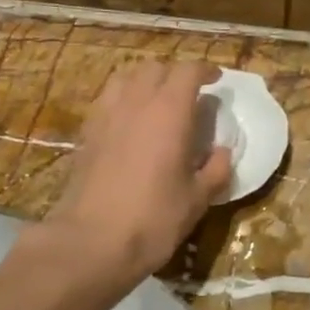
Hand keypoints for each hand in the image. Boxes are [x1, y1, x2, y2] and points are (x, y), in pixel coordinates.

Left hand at [46, 61, 232, 282]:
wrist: (92, 241)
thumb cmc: (153, 218)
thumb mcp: (198, 199)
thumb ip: (215, 169)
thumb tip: (223, 152)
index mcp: (170, 112)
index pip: (188, 71)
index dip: (205, 70)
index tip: (217, 80)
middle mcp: (136, 102)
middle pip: (156, 68)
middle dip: (175, 74)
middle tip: (189, 94)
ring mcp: (106, 115)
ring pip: (126, 78)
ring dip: (146, 82)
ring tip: (157, 102)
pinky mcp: (87, 133)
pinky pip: (108, 100)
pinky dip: (123, 100)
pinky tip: (130, 123)